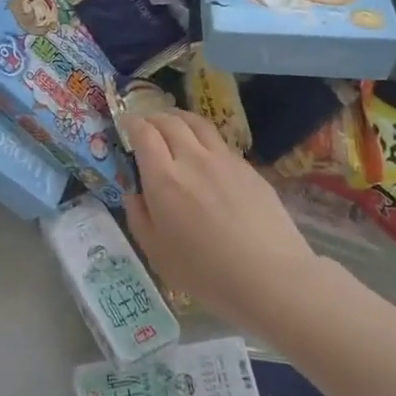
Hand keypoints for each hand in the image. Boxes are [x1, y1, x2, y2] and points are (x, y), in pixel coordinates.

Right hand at [122, 111, 321, 333]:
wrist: (271, 278)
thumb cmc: (206, 273)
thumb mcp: (157, 253)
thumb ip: (139, 217)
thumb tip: (133, 193)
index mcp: (164, 179)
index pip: (143, 133)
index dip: (131, 123)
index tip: (125, 125)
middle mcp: (193, 159)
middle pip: (170, 121)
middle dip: (153, 117)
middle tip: (146, 125)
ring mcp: (225, 160)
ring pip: (198, 123)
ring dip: (179, 119)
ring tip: (174, 126)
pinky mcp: (249, 168)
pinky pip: (220, 143)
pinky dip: (204, 139)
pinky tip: (205, 156)